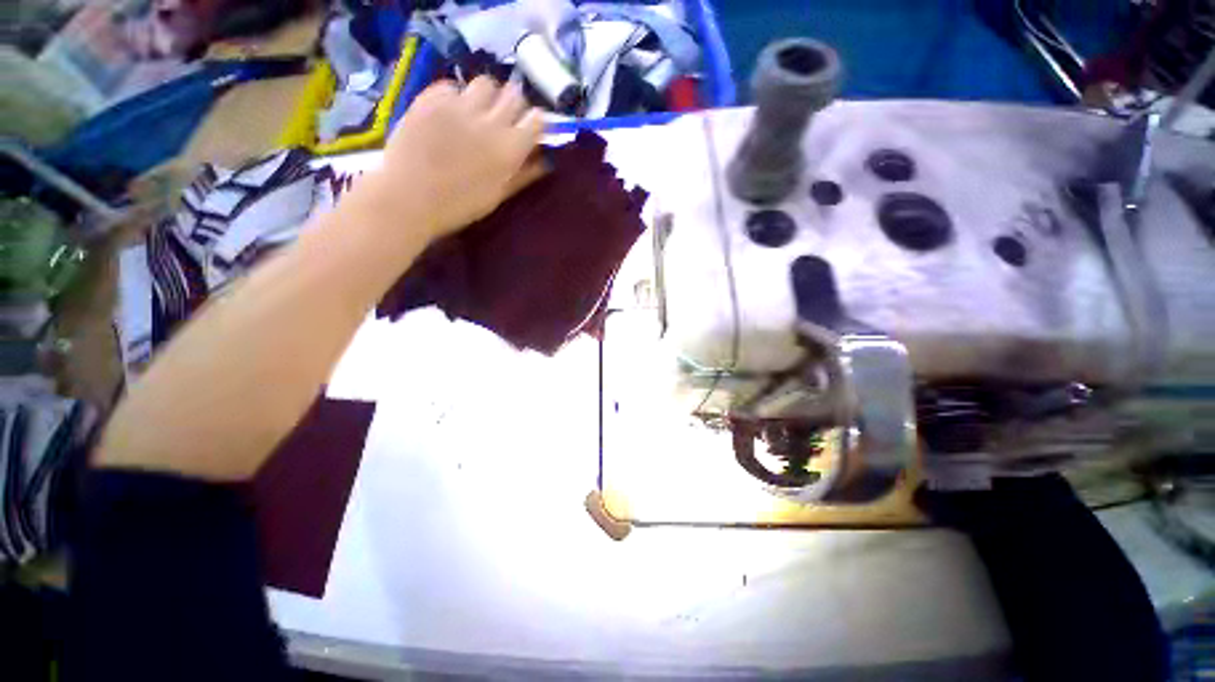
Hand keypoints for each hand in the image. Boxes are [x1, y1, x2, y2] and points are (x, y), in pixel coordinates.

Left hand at [373, 77, 544, 239]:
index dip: (534, 123)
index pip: (536, 120)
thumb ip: (523, 175)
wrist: (408, 198)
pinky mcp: (431, 98)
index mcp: (510, 149)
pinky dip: (455, 97)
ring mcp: (459, 106)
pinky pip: (452, 86)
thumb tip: (544, 161)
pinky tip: (448, 115)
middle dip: (513, 106)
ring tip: (476, 113)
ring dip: (487, 97)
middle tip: (503, 120)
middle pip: (514, 94)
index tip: (528, 131)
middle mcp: (490, 122)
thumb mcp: (497, 195)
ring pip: (485, 84)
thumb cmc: (458, 206)